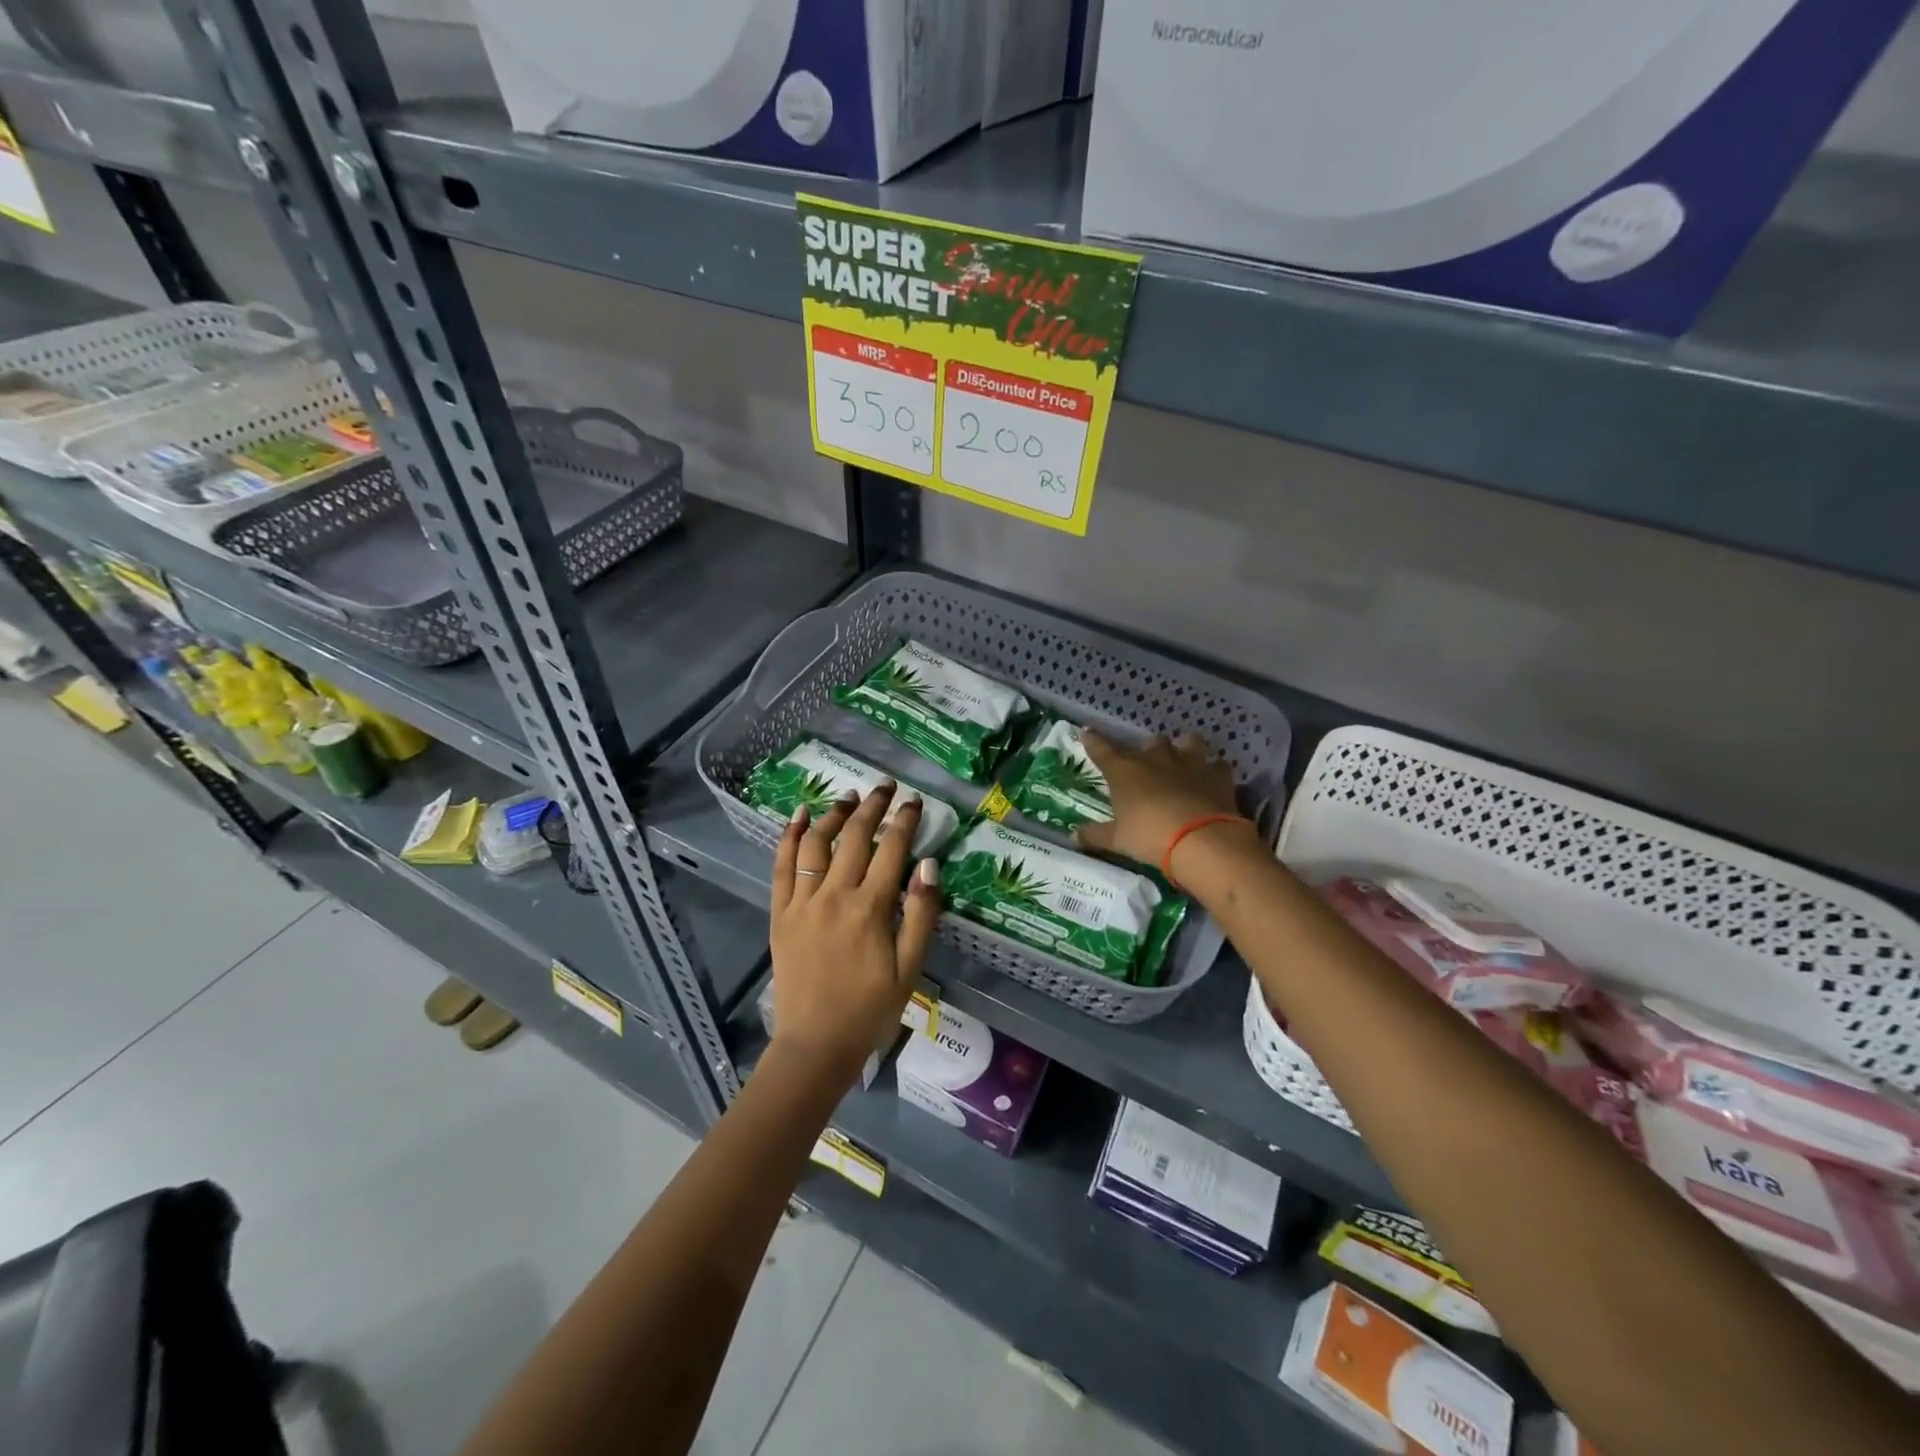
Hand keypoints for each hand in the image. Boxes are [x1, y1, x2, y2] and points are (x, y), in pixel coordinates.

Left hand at [768, 782, 941, 1086]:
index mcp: (870, 909)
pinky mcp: (781, 913)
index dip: (904, 820)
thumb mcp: (910, 968)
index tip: (914, 800)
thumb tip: (928, 864)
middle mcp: (835, 896)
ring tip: (849, 796)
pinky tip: (799, 815)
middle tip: (885, 786)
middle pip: (855, 837)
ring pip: (817, 844)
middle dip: (873, 806)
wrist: (815, 1044)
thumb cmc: (870, 1009)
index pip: (891, 849)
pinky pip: (782, 866)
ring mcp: (803, 902)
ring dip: (834, 814)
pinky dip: (790, 837)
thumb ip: (920, 914)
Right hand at [1076, 729, 1251, 871]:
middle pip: (1149, 742)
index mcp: (1125, 771)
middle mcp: (1156, 758)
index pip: (1102, 749)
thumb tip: (1074, 836)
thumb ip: (1095, 835)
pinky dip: (1213, 770)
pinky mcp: (1218, 774)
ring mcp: (1190, 762)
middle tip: (1146, 765)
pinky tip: (1211, 778)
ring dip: (1183, 748)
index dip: (1092, 740)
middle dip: (1146, 750)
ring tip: (1182, 760)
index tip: (1086, 731)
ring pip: (1187, 741)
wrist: (1202, 841)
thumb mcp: (1118, 840)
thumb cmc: (1150, 837)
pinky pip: (1216, 764)